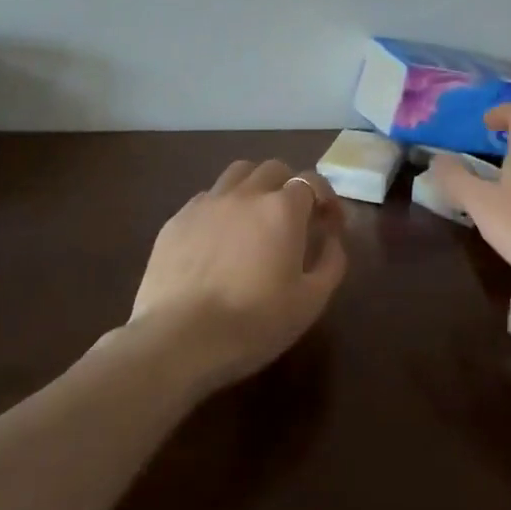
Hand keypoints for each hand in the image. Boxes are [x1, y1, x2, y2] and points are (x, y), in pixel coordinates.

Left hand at [128, 159, 348, 392]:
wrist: (179, 340)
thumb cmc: (254, 323)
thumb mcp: (311, 301)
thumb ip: (331, 261)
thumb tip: (333, 238)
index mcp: (282, 209)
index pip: (311, 181)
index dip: (325, 197)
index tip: (329, 222)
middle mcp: (245, 194)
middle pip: (274, 169)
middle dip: (289, 186)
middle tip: (293, 218)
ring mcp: (207, 203)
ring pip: (237, 174)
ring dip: (254, 186)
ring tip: (255, 217)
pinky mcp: (177, 219)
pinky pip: (207, 198)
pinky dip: (222, 207)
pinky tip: (219, 237)